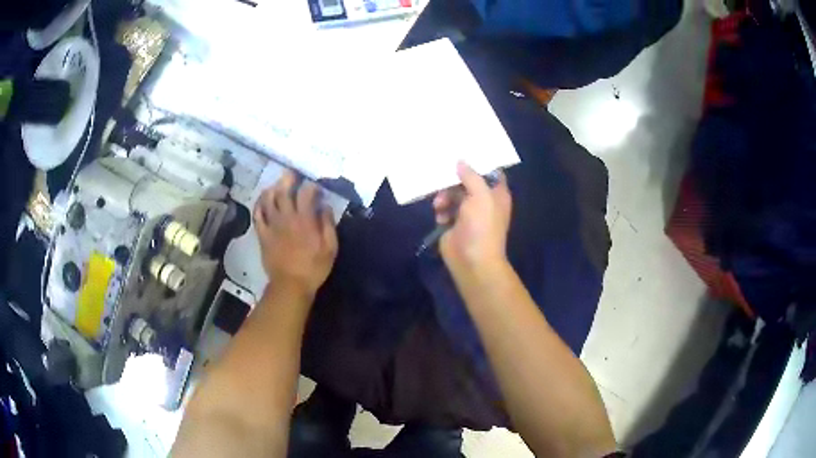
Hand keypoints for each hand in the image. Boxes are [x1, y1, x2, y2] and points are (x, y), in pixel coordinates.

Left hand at [253, 170, 338, 297]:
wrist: (291, 285)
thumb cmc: (314, 267)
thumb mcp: (330, 247)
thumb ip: (328, 224)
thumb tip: (325, 207)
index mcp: (305, 219)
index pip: (306, 193)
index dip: (311, 186)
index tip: (316, 189)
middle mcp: (287, 217)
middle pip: (284, 191)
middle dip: (288, 179)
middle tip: (291, 175)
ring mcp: (272, 225)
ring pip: (268, 199)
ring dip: (272, 189)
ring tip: (276, 185)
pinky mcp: (263, 234)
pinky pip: (257, 215)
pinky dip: (259, 205)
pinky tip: (262, 201)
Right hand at [433, 162, 511, 276]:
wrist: (471, 261)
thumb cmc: (482, 226)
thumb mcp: (481, 196)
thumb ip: (471, 176)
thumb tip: (460, 161)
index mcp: (496, 193)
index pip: (490, 171)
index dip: (478, 162)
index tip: (462, 152)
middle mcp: (483, 200)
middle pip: (466, 180)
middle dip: (453, 180)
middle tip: (441, 176)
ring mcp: (468, 212)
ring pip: (452, 193)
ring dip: (444, 196)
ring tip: (439, 204)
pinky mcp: (453, 223)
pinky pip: (444, 208)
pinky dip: (440, 210)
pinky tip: (440, 216)